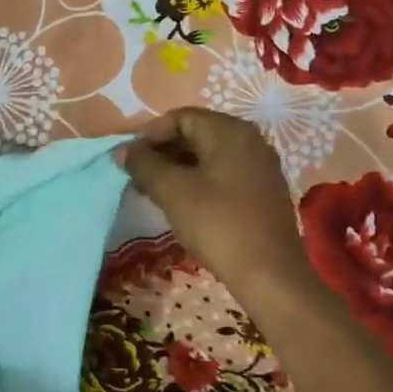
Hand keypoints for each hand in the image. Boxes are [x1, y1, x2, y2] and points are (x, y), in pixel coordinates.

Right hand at [119, 108, 318, 308]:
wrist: (269, 274)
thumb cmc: (218, 224)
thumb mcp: (173, 192)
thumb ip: (144, 165)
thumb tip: (123, 151)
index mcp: (230, 131)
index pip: (181, 117)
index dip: (150, 135)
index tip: (129, 160)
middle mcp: (250, 140)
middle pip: (196, 134)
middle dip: (162, 152)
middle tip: (137, 177)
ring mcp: (260, 167)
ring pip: (209, 156)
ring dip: (178, 169)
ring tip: (153, 192)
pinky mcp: (262, 192)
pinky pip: (223, 174)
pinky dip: (198, 182)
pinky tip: (182, 204)